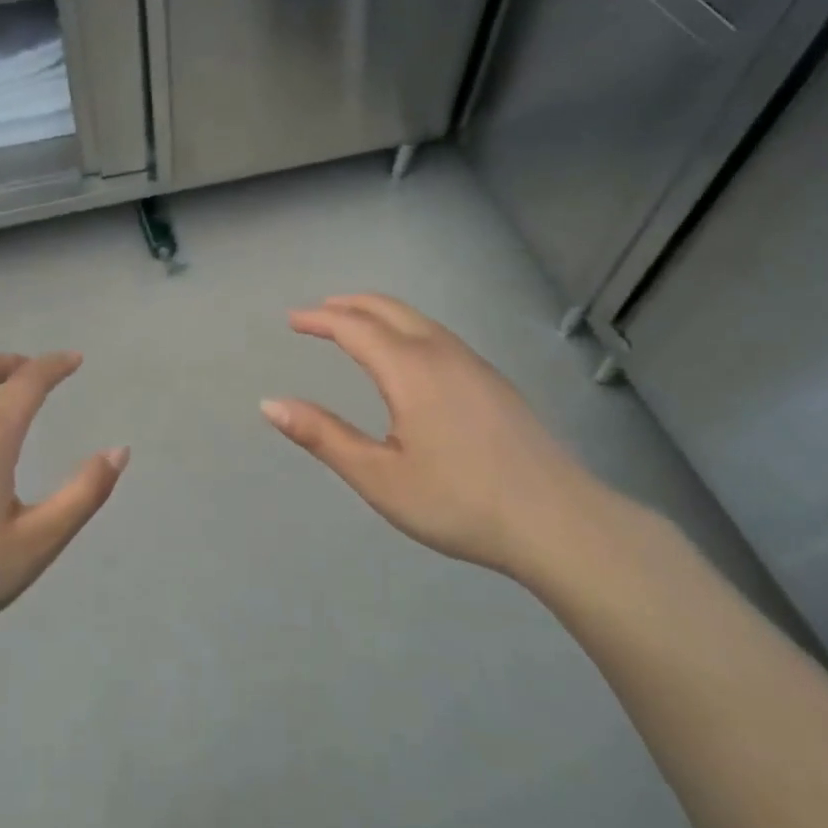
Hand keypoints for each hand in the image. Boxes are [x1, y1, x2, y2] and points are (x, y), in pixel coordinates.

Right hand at [262, 295, 632, 585]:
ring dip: (380, 314)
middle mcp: (442, 353)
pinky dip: (407, 328)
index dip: (319, 319)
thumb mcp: (379, 477)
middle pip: (389, 309)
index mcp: (410, 369)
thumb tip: (270, 404)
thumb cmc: (458, 502)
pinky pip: (439, 335)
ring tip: (355, 326)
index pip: (354, 327)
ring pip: (419, 320)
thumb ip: (323, 436)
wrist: (557, 522)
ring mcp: (474, 364)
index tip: (292, 321)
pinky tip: (408, 356)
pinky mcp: (494, 382)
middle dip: (349, 305)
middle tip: (318, 313)